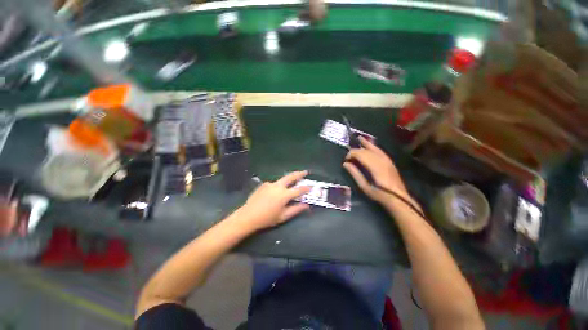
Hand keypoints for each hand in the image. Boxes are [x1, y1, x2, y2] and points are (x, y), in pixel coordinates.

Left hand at [235, 171, 310, 230]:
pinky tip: (276, 193)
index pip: (299, 190)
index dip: (306, 188)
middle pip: (290, 177)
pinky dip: (278, 187)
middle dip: (299, 174)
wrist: (248, 216)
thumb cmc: (267, 219)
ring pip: (281, 180)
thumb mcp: (283, 216)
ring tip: (291, 184)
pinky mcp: (262, 185)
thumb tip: (306, 205)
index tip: (312, 187)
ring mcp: (269, 184)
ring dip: (287, 181)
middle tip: (305, 172)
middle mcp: (277, 187)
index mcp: (284, 195)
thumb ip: (296, 209)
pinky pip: (273, 184)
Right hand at [343, 137, 408, 202]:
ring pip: (374, 148)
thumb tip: (346, 164)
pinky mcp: (390, 162)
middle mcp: (380, 159)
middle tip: (349, 155)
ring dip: (366, 143)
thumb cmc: (380, 195)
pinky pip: (380, 151)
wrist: (398, 197)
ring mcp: (386, 160)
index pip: (360, 154)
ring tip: (359, 138)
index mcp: (374, 165)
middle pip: (366, 150)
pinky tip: (372, 146)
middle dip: (357, 150)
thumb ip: (356, 174)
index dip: (351, 154)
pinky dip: (374, 147)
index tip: (345, 160)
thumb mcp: (365, 187)